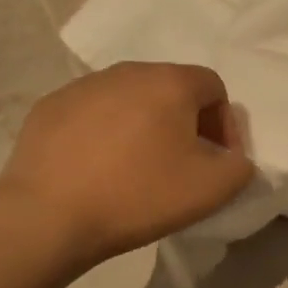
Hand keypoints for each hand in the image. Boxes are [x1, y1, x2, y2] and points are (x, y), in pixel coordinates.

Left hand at [0, 62, 254, 264]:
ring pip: (130, 99)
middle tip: (182, 164)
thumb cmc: (139, 195)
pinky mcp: (50, 106)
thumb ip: (239, 166)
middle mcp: (128, 71)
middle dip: (185, 123)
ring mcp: (83, 86)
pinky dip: (105, 134)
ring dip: (144, 126)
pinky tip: (98, 169)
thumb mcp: (212, 189)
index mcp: (170, 81)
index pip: (214, 87)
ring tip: (137, 168)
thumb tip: (231, 158)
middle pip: (171, 89)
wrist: (48, 216)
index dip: (225, 125)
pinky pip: (93, 113)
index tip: (218, 162)